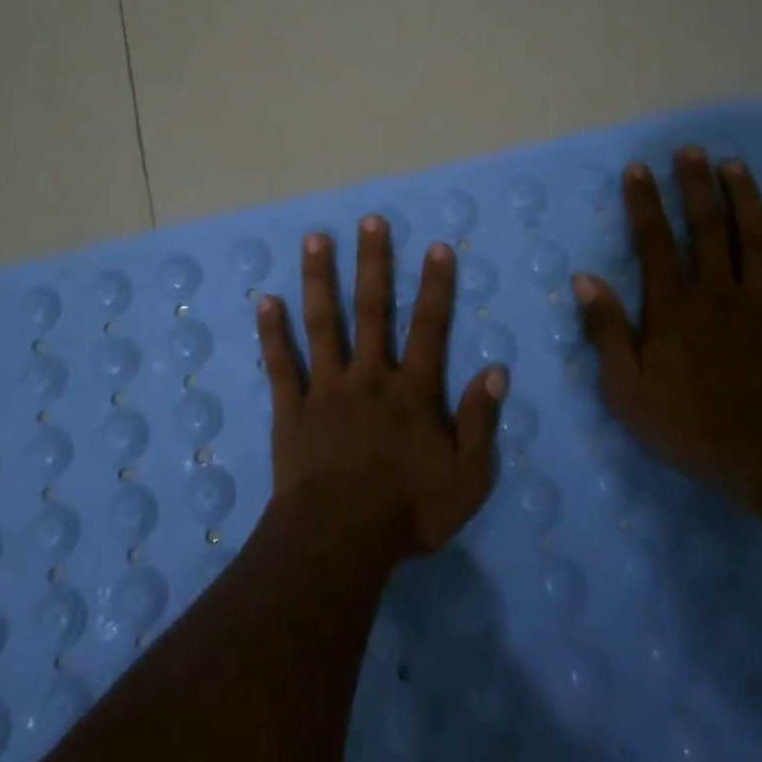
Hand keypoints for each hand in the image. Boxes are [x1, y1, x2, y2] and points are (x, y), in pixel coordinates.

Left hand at [257, 216, 506, 560]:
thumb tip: (496, 371)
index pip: (429, 327)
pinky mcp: (292, 409)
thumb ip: (481, 422)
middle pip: (372, 310)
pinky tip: (265, 301)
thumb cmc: (408, 511)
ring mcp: (327, 389)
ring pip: (323, 324)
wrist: (340, 539)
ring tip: (314, 240)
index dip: (435, 286)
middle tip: (369, 221)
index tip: (436, 247)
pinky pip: (281, 364)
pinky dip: (272, 333)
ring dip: (319, 280)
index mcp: (412, 391)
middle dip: (373, 263)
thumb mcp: (467, 477)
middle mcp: (369, 377)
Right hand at [573, 149, 761, 505]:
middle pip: (707, 227)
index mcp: (673, 307)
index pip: (654, 242)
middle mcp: (718, 292)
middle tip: (691, 151)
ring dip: (745, 199)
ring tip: (735, 166)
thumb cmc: (689, 426)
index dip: (644, 203)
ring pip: (755, 239)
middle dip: (696, 185)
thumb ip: (607, 331)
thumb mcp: (626, 389)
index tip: (638, 169)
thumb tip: (585, 280)